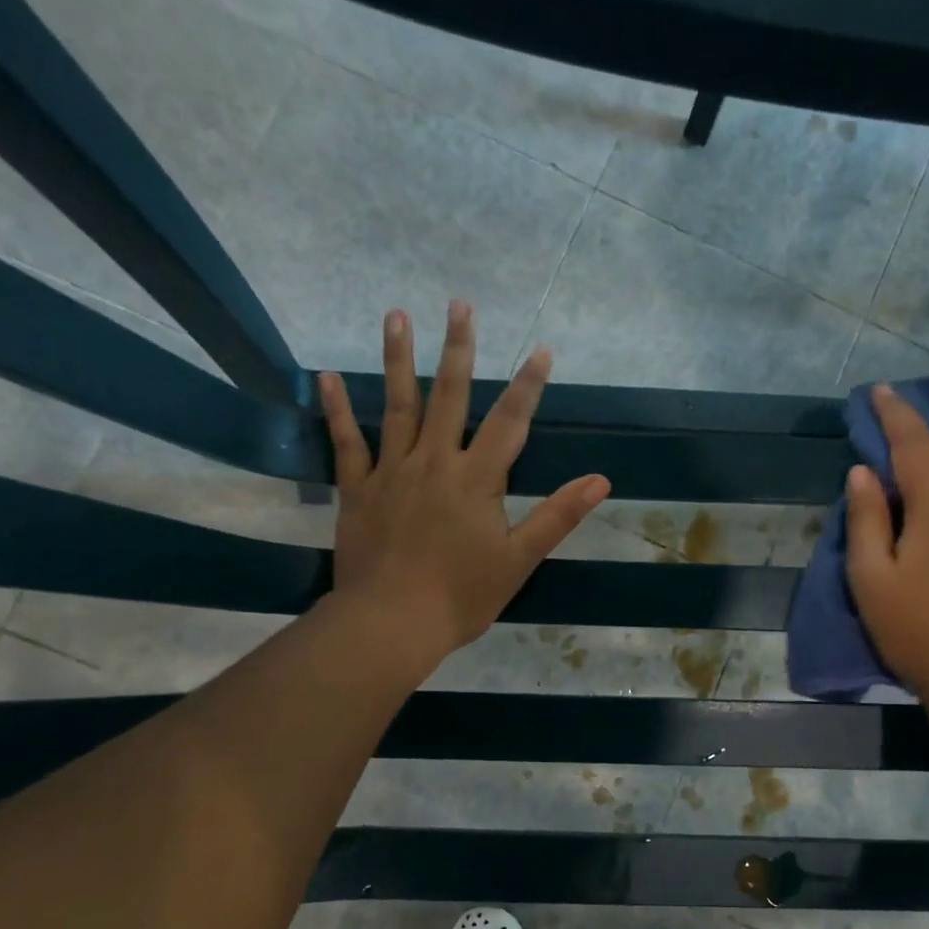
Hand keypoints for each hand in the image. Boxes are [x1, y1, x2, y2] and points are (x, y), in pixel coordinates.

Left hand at [318, 301, 609, 667]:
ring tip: (397, 315)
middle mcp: (434, 462)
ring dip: (398, 359)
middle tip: (459, 304)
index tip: (540, 349)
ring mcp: (391, 472)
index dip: (528, 384)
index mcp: (476, 479)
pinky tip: (328, 375)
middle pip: (449, 396)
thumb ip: (558, 516)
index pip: (509, 421)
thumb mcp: (520, 560)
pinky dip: (337, 409)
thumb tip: (600, 481)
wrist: (392, 623)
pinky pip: (347, 442)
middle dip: (458, 349)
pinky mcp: (357, 490)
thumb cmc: (462, 596)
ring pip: (397, 406)